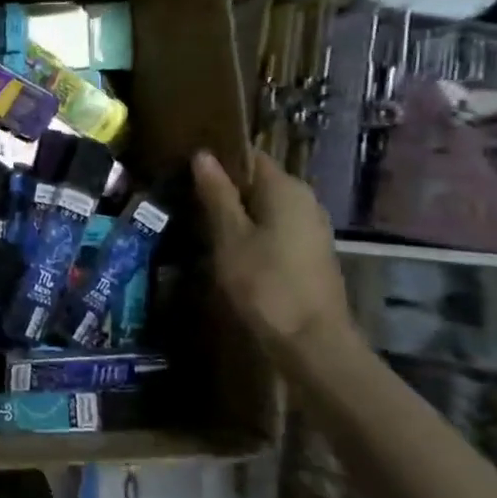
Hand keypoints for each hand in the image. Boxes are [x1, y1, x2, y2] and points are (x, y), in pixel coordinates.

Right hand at [192, 149, 352, 350]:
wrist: (311, 342)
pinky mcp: (309, 253)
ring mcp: (311, 228)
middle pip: (258, 182)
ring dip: (236, 212)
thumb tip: (203, 155)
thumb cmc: (265, 282)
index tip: (185, 166)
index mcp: (286, 189)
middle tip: (185, 195)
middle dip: (224, 187)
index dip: (218, 158)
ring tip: (198, 220)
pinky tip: (226, 245)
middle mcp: (305, 200)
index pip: (250, 156)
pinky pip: (274, 228)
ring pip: (265, 207)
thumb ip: (217, 194)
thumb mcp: (230, 236)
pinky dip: (251, 230)